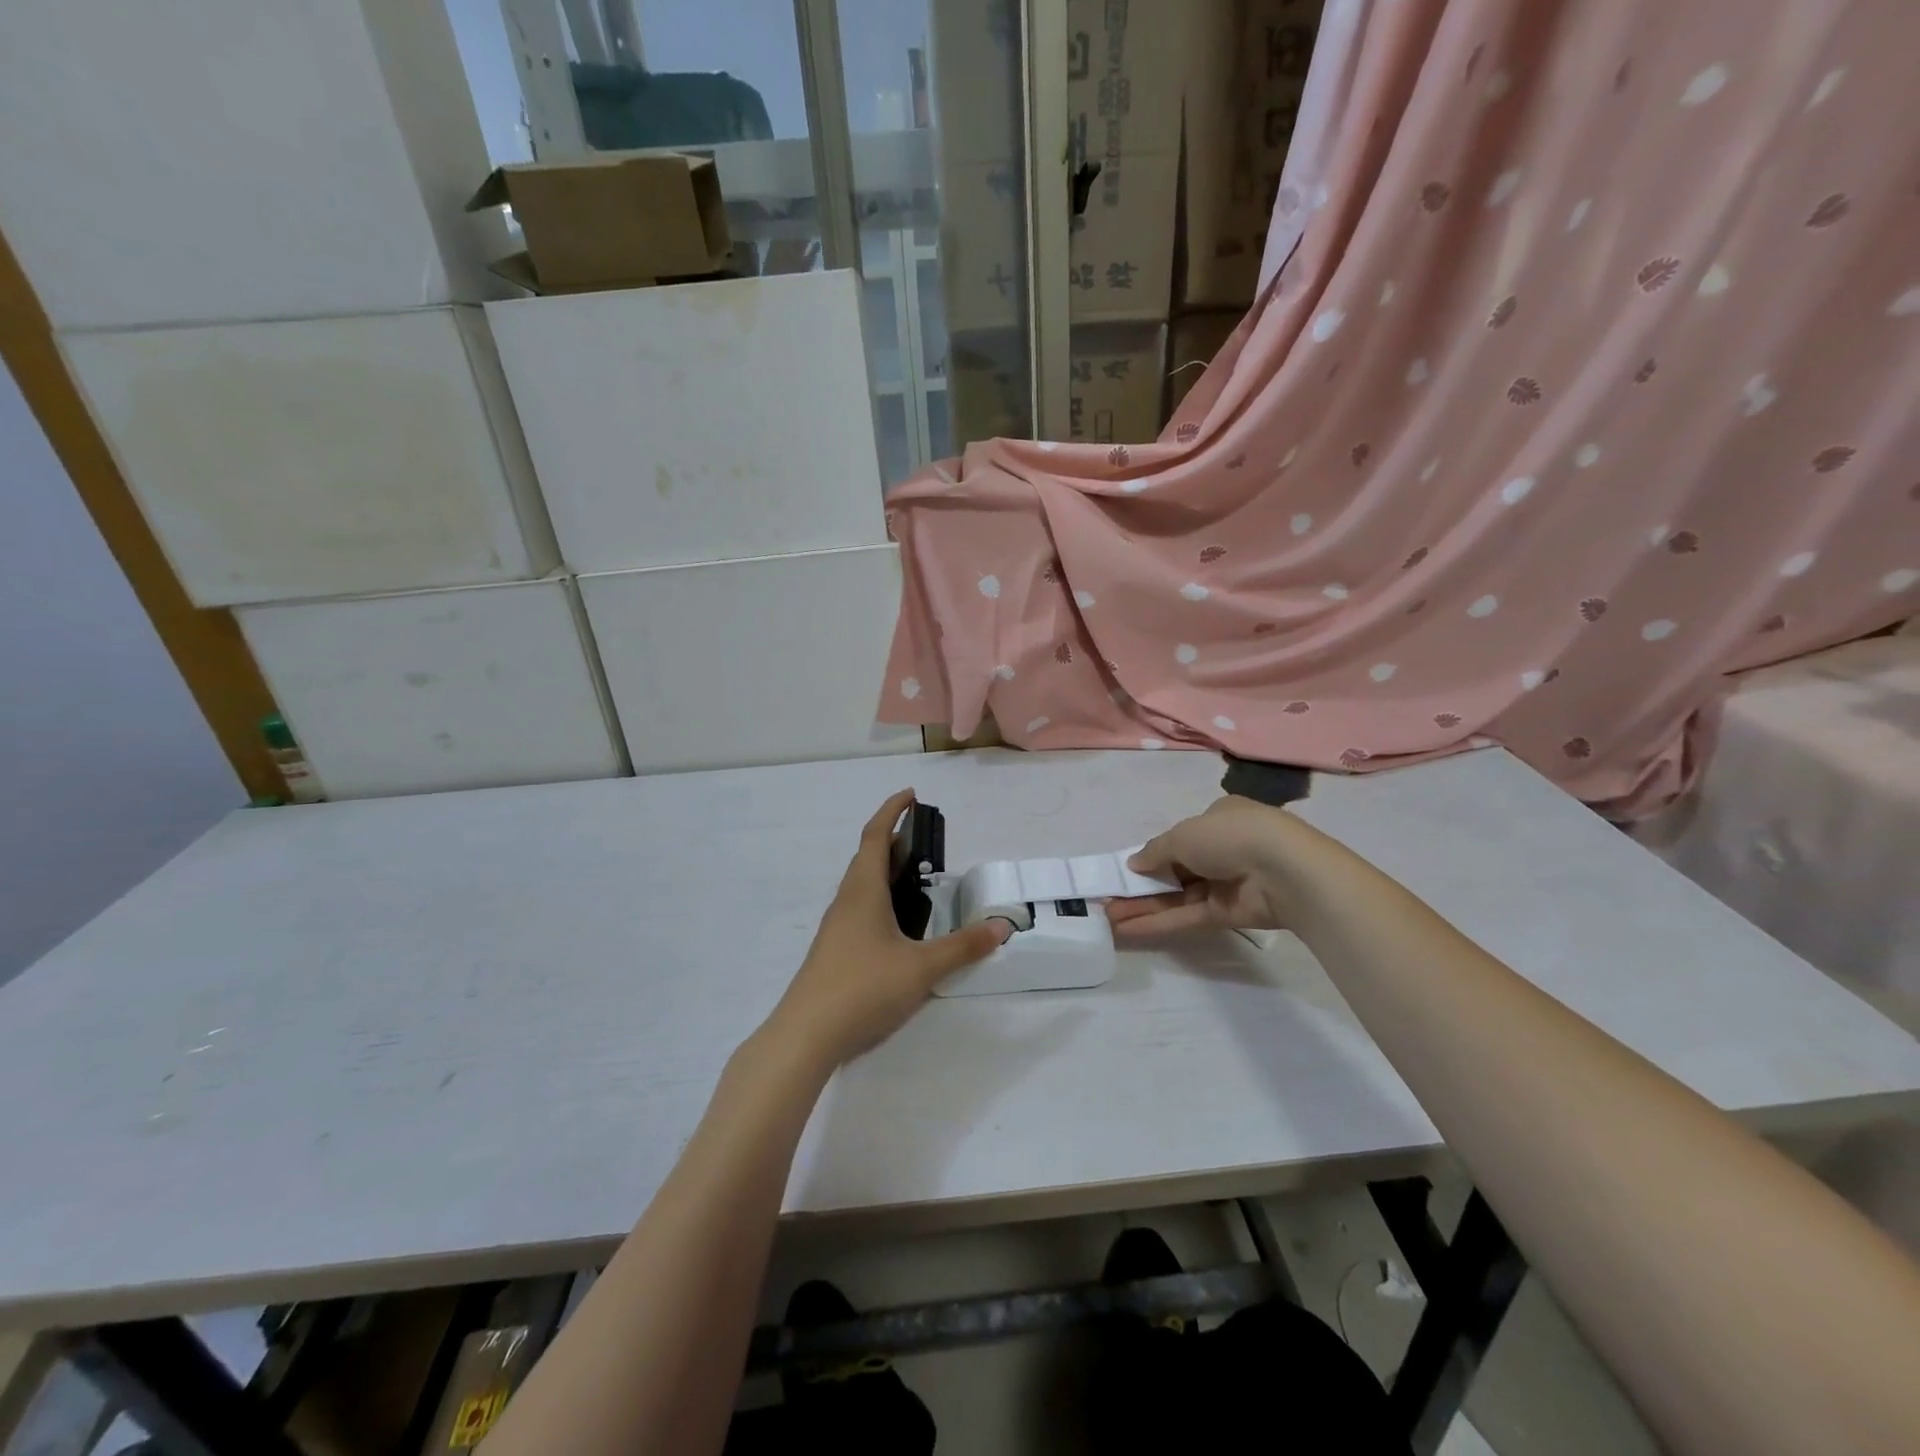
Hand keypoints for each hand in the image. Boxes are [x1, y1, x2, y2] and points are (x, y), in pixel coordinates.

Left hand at [765, 790, 1009, 1067]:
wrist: (805, 1035)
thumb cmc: (863, 987)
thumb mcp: (922, 968)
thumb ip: (963, 947)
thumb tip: (1001, 926)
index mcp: (863, 891)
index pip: (875, 836)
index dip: (892, 811)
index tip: (911, 795)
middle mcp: (846, 901)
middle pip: (867, 858)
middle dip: (894, 841)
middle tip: (925, 842)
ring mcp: (836, 928)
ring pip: (861, 885)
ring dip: (885, 871)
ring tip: (915, 880)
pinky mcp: (834, 951)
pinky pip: (859, 909)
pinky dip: (880, 899)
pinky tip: (896, 926)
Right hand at [1106, 795, 1327, 937]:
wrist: (1283, 870)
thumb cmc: (1229, 836)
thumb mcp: (1182, 835)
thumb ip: (1154, 851)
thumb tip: (1133, 863)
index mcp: (1219, 819)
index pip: (1181, 837)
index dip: (1153, 853)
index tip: (1126, 869)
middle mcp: (1223, 850)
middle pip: (1175, 870)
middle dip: (1141, 884)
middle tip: (1109, 897)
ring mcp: (1227, 884)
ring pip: (1178, 897)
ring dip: (1144, 906)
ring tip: (1108, 917)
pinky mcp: (1229, 914)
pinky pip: (1187, 917)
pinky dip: (1159, 922)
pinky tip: (1128, 930)